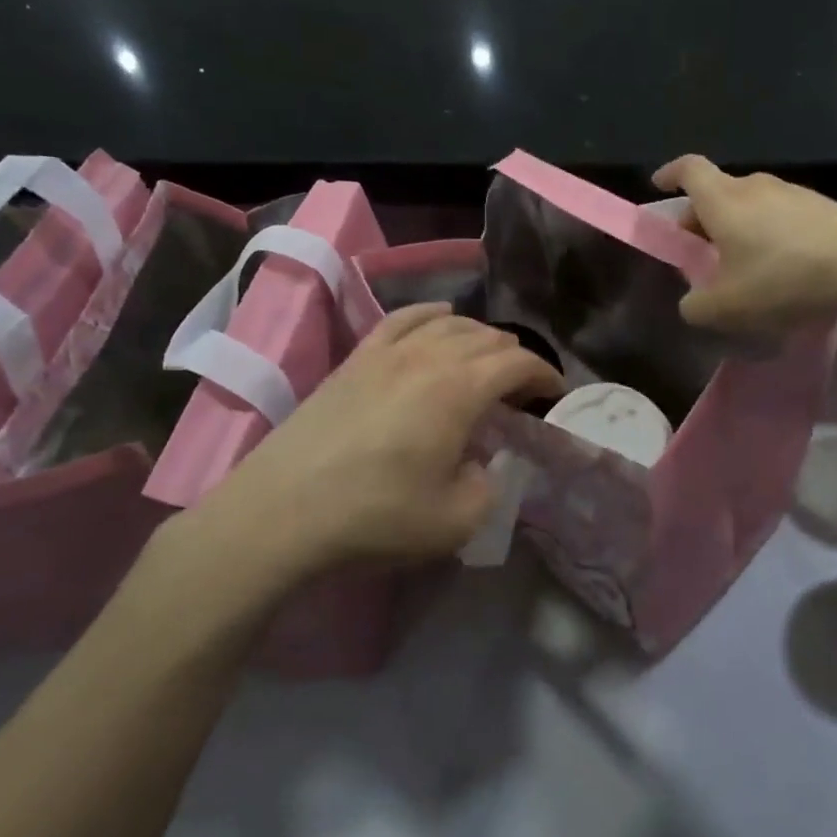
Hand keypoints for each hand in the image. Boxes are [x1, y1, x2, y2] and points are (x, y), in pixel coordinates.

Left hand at [152, 304, 561, 609]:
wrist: (281, 512)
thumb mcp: (457, 520)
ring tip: (487, 362)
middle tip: (521, 392)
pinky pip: (404, 319)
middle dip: (516, 359)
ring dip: (480, 338)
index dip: (545, 376)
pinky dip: (432, 315)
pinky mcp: (356, 358)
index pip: (519, 364)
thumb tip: (487, 461)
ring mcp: (388, 351)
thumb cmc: (376, 517)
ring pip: (450, 323)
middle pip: (488, 338)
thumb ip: (492, 485)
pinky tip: (440, 321)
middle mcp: (429, 356)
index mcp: (460, 389)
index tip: (555, 396)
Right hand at [652, 155, 836, 330]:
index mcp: (724, 200)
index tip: (658, 186)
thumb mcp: (727, 307)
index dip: (669, 174)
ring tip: (741, 266)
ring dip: (737, 228)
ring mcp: (793, 193)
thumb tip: (692, 303)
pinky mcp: (822, 207)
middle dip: (701, 218)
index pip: (688, 169)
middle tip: (698, 250)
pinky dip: (768, 235)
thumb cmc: (783, 279)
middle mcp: (755, 186)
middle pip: (718, 191)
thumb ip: (696, 307)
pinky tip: (780, 269)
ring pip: (751, 205)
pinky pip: (780, 216)